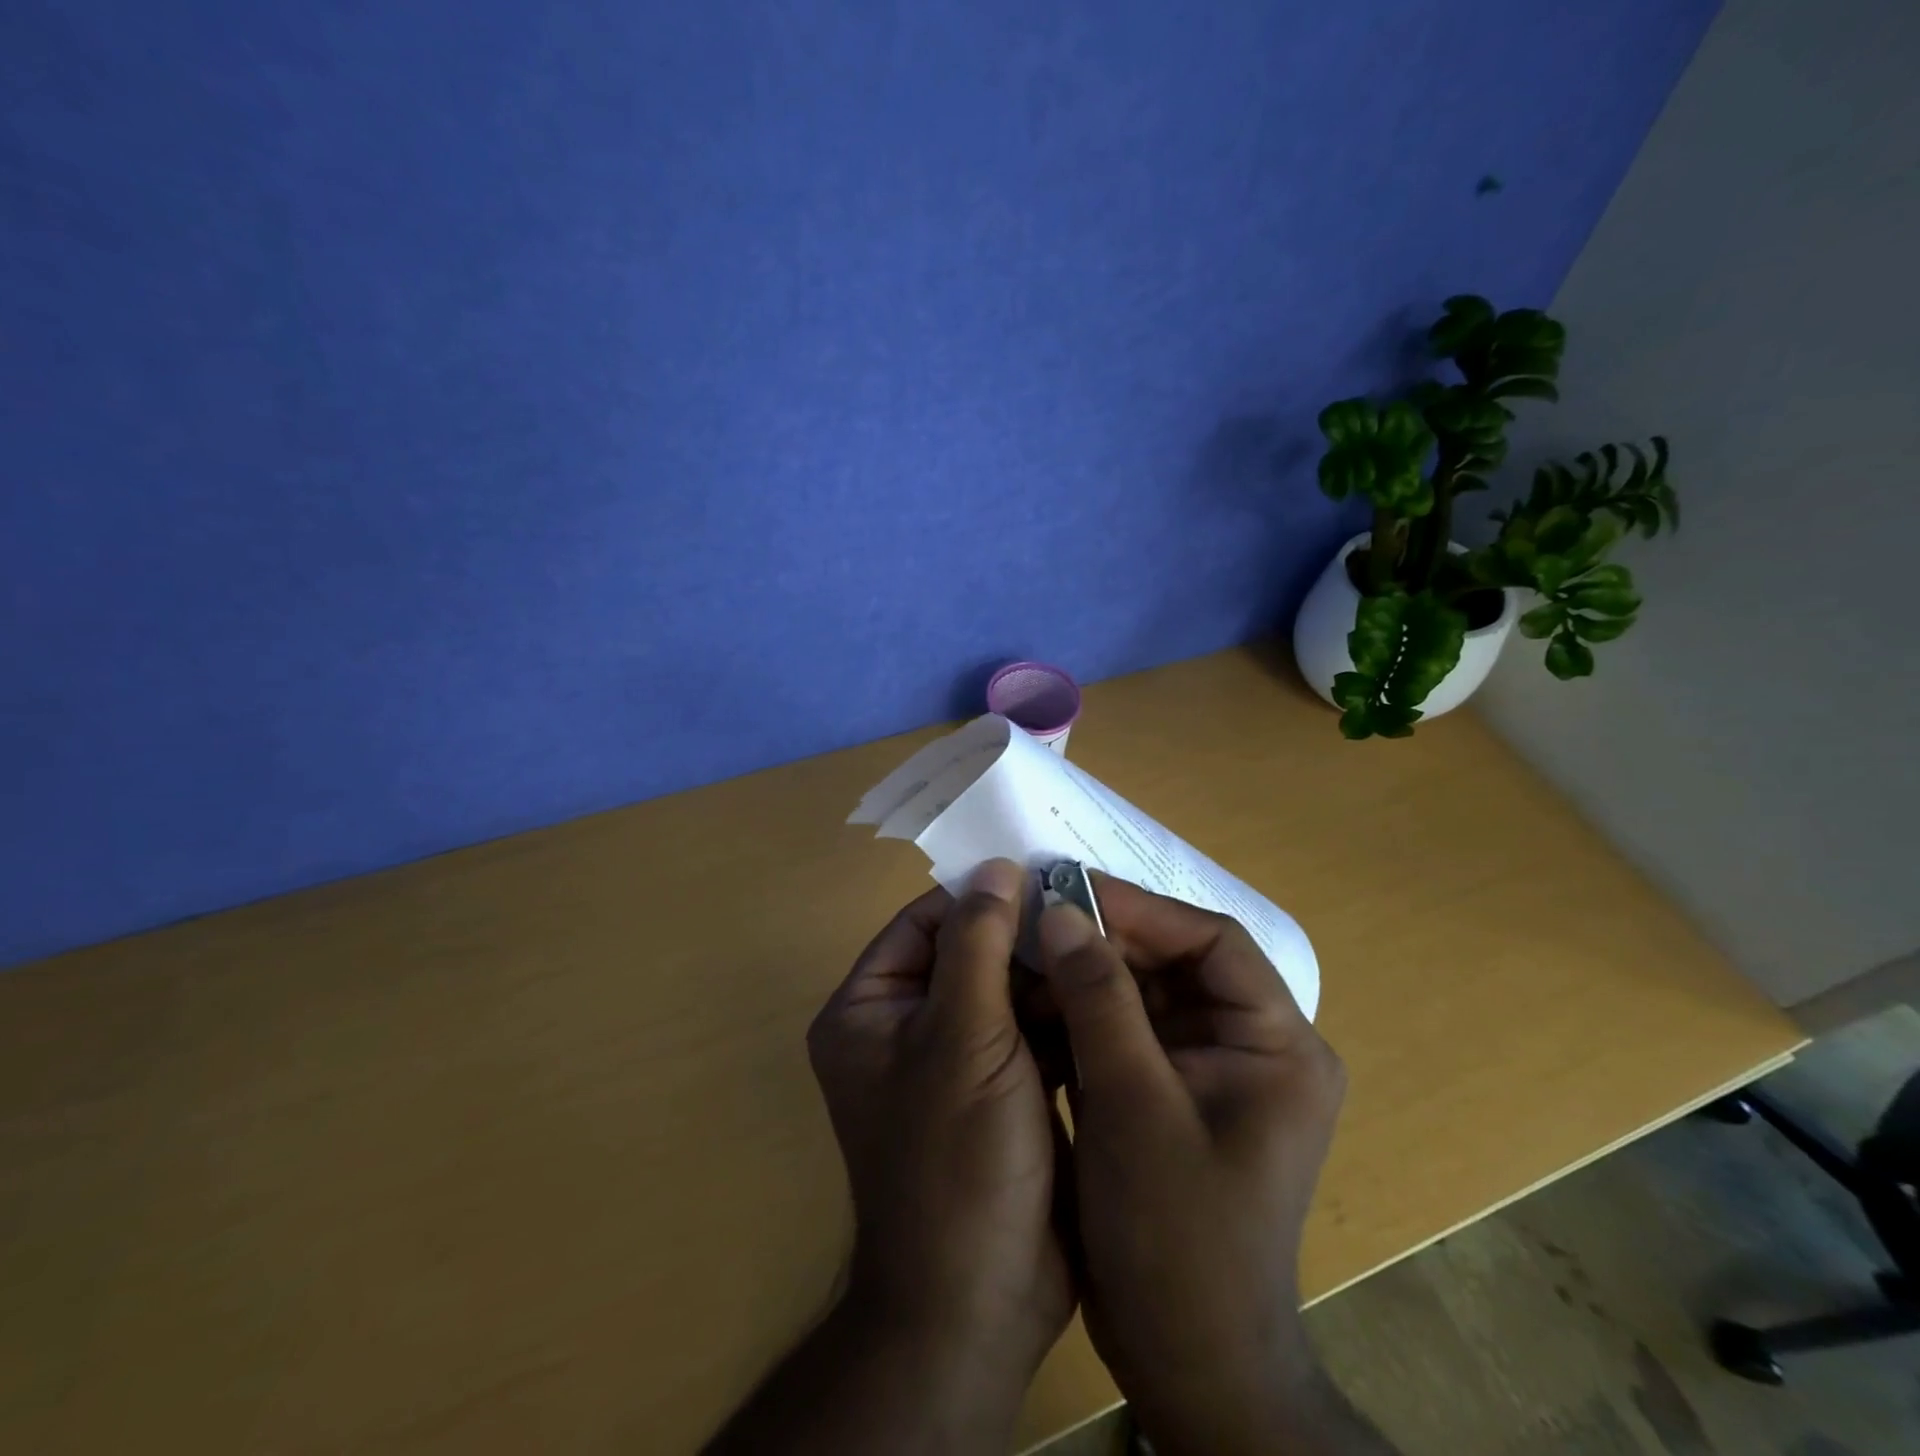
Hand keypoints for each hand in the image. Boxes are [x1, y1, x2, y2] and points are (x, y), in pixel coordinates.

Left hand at [806, 860, 1074, 1431]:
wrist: (982, 1303)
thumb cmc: (955, 1159)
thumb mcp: (963, 1036)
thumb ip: (977, 944)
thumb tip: (995, 867)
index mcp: (870, 1009)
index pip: (923, 923)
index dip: (979, 896)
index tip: (1043, 875)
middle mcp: (904, 1027)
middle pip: (966, 952)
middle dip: (1023, 937)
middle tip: (1088, 909)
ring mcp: (954, 1060)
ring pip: (1003, 989)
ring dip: (1047, 972)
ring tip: (1106, 942)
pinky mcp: (998, 1088)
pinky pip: (1027, 1028)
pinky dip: (1059, 1011)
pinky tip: (1105, 990)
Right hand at [1037, 876, 1380, 1455]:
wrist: (1186, 1364)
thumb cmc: (1176, 1236)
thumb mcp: (1132, 1105)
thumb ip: (1098, 1000)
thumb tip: (1061, 913)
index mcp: (1277, 1043)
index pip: (1214, 942)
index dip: (1143, 909)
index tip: (1071, 889)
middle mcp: (1253, 1045)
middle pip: (1178, 962)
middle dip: (1108, 940)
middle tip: (1039, 917)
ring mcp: (1211, 1070)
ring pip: (1147, 992)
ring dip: (1089, 974)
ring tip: (1028, 951)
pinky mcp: (1174, 1093)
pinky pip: (1129, 1029)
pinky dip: (1084, 1013)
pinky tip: (1035, 1002)